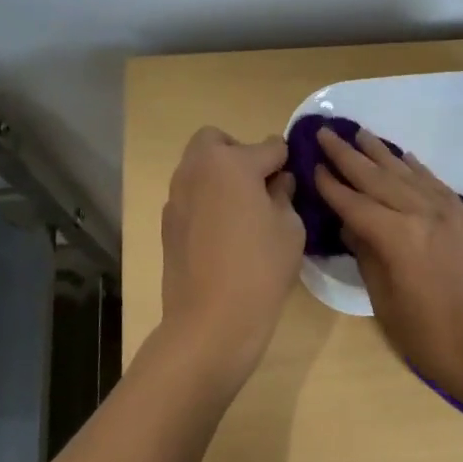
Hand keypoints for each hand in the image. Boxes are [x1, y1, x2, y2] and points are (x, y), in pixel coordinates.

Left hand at [159, 127, 304, 390]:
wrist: (211, 320)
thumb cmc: (261, 268)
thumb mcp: (290, 227)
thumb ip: (284, 194)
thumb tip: (278, 182)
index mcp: (231, 163)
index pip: (270, 147)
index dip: (287, 162)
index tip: (295, 180)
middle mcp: (197, 170)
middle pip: (217, 141)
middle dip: (240, 153)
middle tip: (260, 186)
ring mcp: (176, 196)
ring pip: (199, 167)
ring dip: (221, 176)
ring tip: (244, 212)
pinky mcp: (167, 223)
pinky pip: (191, 196)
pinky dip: (207, 201)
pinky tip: (224, 235)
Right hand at [312, 126, 462, 401]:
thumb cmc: (432, 338)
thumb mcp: (387, 303)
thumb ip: (368, 258)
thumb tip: (352, 227)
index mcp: (397, 237)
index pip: (354, 203)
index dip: (331, 185)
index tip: (312, 165)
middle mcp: (421, 214)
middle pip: (377, 178)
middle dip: (348, 156)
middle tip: (325, 133)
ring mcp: (447, 212)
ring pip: (407, 174)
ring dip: (381, 153)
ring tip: (360, 134)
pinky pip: (436, 183)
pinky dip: (417, 168)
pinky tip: (405, 157)